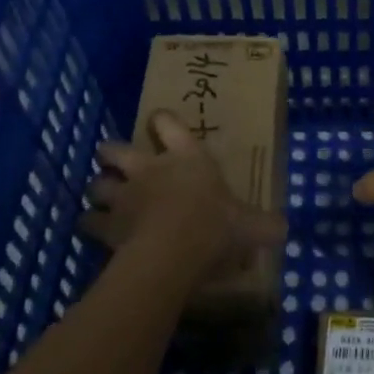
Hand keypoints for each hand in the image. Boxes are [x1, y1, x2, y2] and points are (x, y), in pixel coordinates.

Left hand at [83, 112, 285, 280]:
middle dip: (111, 153)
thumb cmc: (215, 226)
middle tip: (114, 161)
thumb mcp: (252, 226)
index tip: (159, 122)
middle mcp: (149, 169)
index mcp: (186, 157)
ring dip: (98, 189)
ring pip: (97, 184)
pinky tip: (94, 232)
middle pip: (116, 150)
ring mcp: (124, 197)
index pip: (168, 123)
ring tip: (102, 198)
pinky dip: (90, 225)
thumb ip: (266, 224)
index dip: (162, 121)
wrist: (173, 252)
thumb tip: (284, 228)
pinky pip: (89, 221)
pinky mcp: (106, 226)